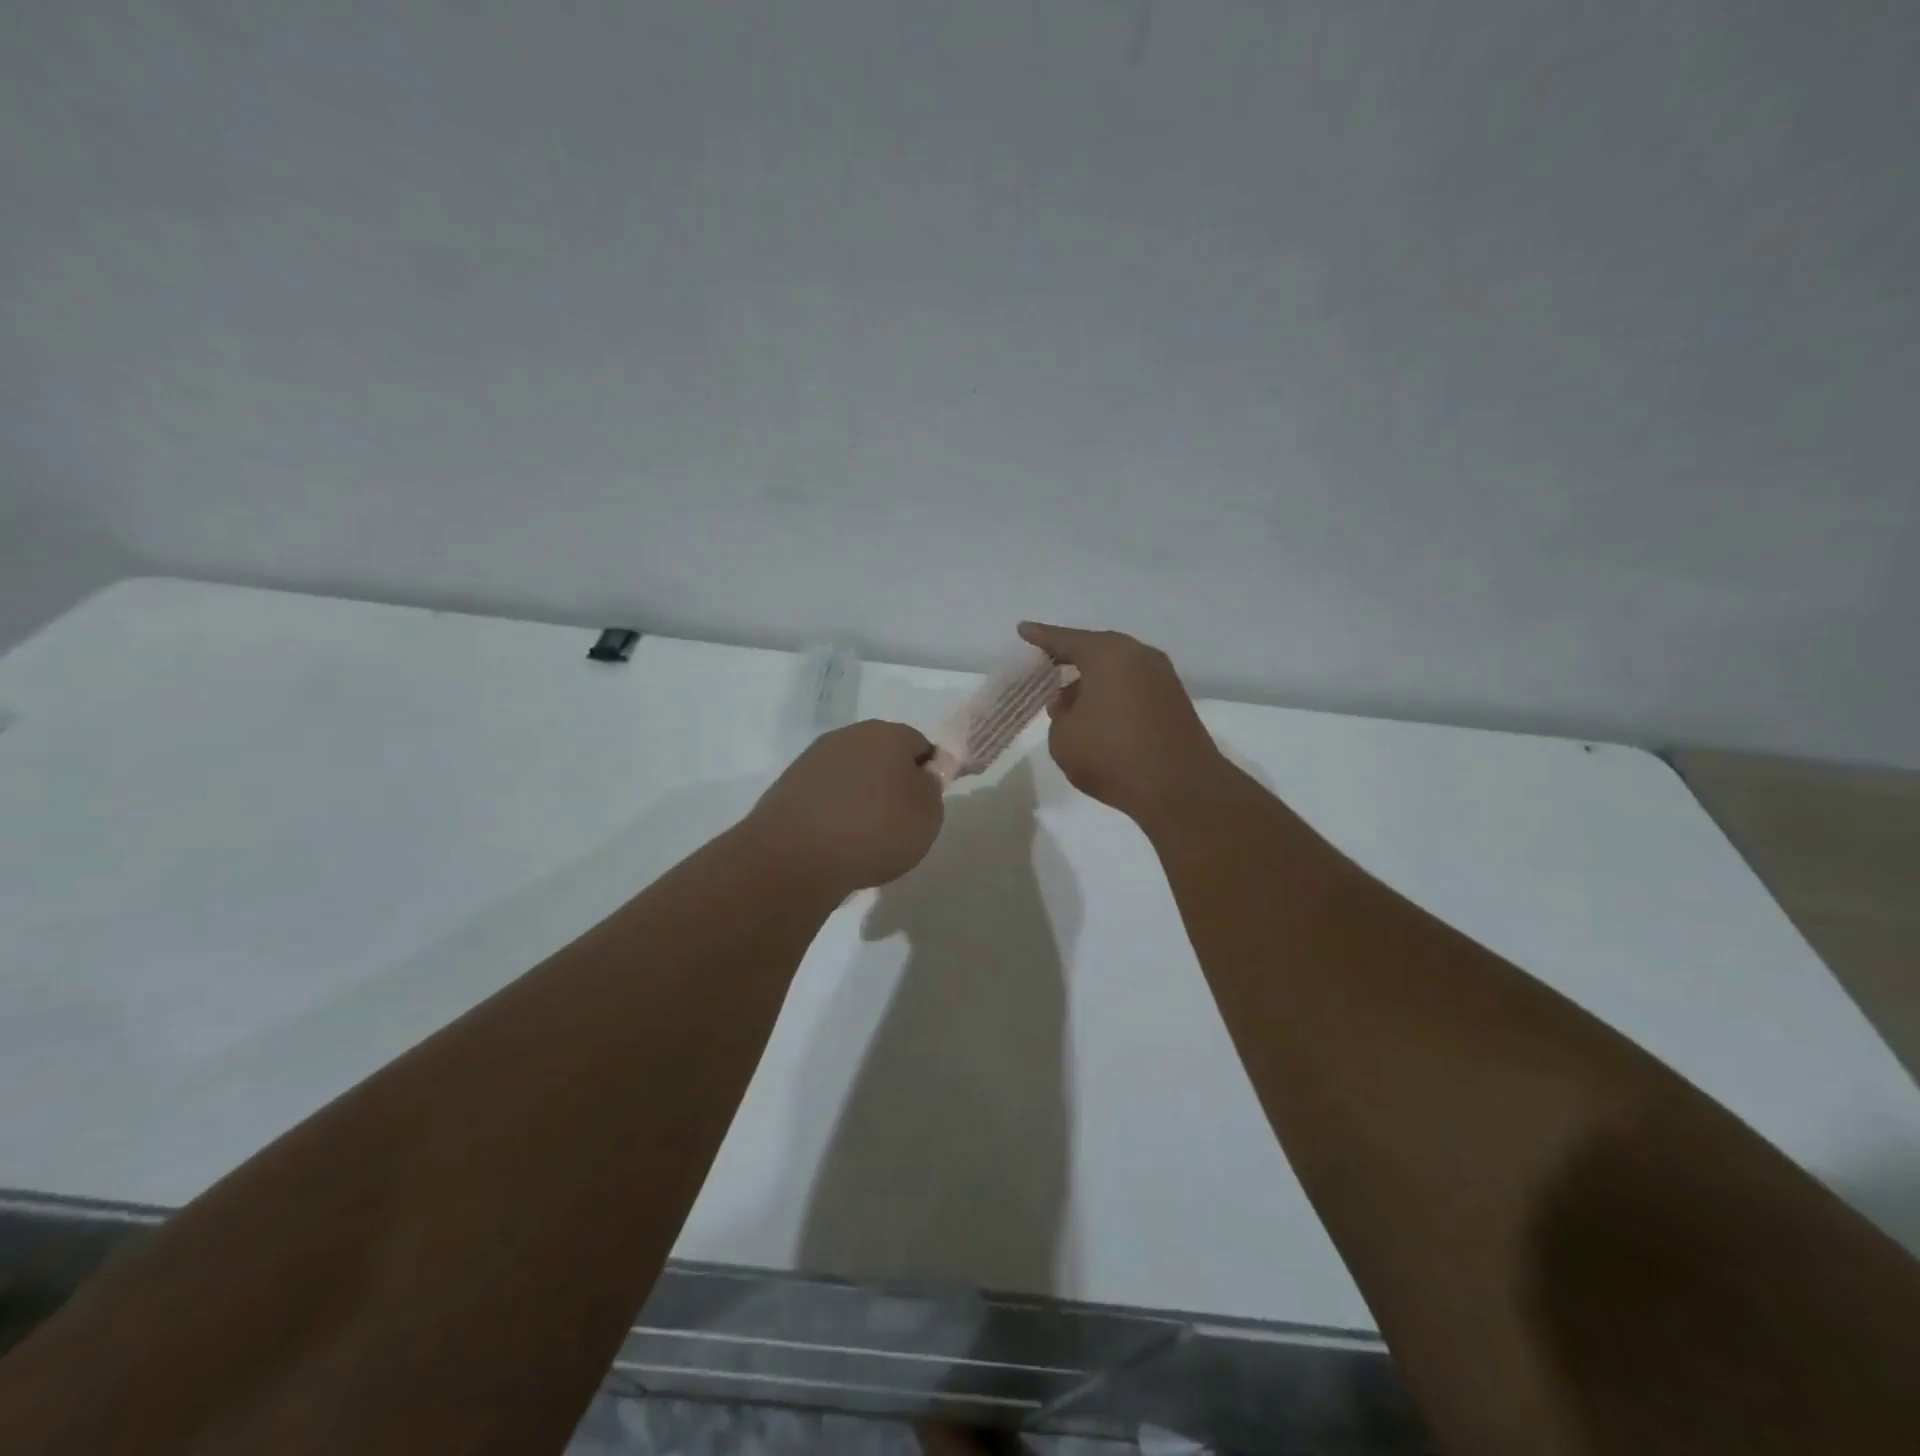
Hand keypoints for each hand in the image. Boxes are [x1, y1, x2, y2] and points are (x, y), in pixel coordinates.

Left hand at [747, 720, 944, 892]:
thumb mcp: (928, 813)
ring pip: (851, 775)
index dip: (927, 774)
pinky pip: (825, 796)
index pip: (920, 745)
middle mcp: (849, 736)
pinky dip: (833, 813)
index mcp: (888, 733)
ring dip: (860, 797)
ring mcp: (814, 759)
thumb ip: (931, 788)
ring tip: (863, 837)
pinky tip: (836, 841)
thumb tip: (919, 776)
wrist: (797, 856)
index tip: (924, 806)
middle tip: (897, 823)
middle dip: (891, 784)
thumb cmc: (876, 829)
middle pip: (881, 756)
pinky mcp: (788, 786)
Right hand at [1017, 622, 1226, 825]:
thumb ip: (1059, 714)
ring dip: (1092, 682)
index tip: (1023, 630)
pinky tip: (1098, 717)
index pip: (1065, 640)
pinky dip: (1112, 696)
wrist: (1180, 788)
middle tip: (1045, 667)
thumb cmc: (1112, 755)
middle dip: (1070, 659)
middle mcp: (1139, 656)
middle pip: (1096, 651)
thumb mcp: (1063, 737)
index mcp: (1108, 654)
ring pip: (1117, 671)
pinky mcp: (1175, 703)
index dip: (1040, 637)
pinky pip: (1133, 688)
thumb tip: (1073, 705)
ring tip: (1068, 702)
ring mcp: (1162, 679)